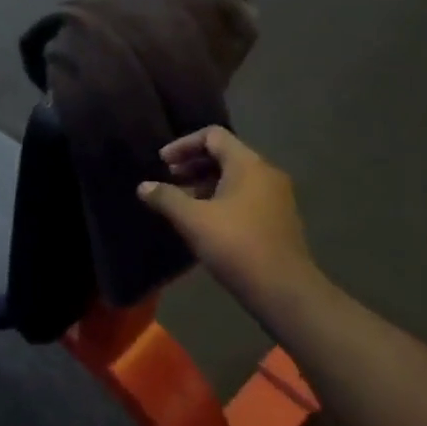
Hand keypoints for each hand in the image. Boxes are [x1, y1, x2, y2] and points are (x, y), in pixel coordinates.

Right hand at [137, 127, 323, 307]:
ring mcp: (276, 196)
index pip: (213, 136)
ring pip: (235, 177)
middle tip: (168, 179)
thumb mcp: (193, 220)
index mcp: (247, 164)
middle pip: (225, 154)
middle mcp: (265, 173)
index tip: (162, 162)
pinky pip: (245, 195)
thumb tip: (143, 187)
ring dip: (205, 183)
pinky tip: (203, 220)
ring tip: (181, 201)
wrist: (283, 289)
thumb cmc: (236, 245)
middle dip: (193, 164)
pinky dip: (221, 198)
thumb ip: (166, 198)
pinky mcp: (277, 218)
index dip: (183, 145)